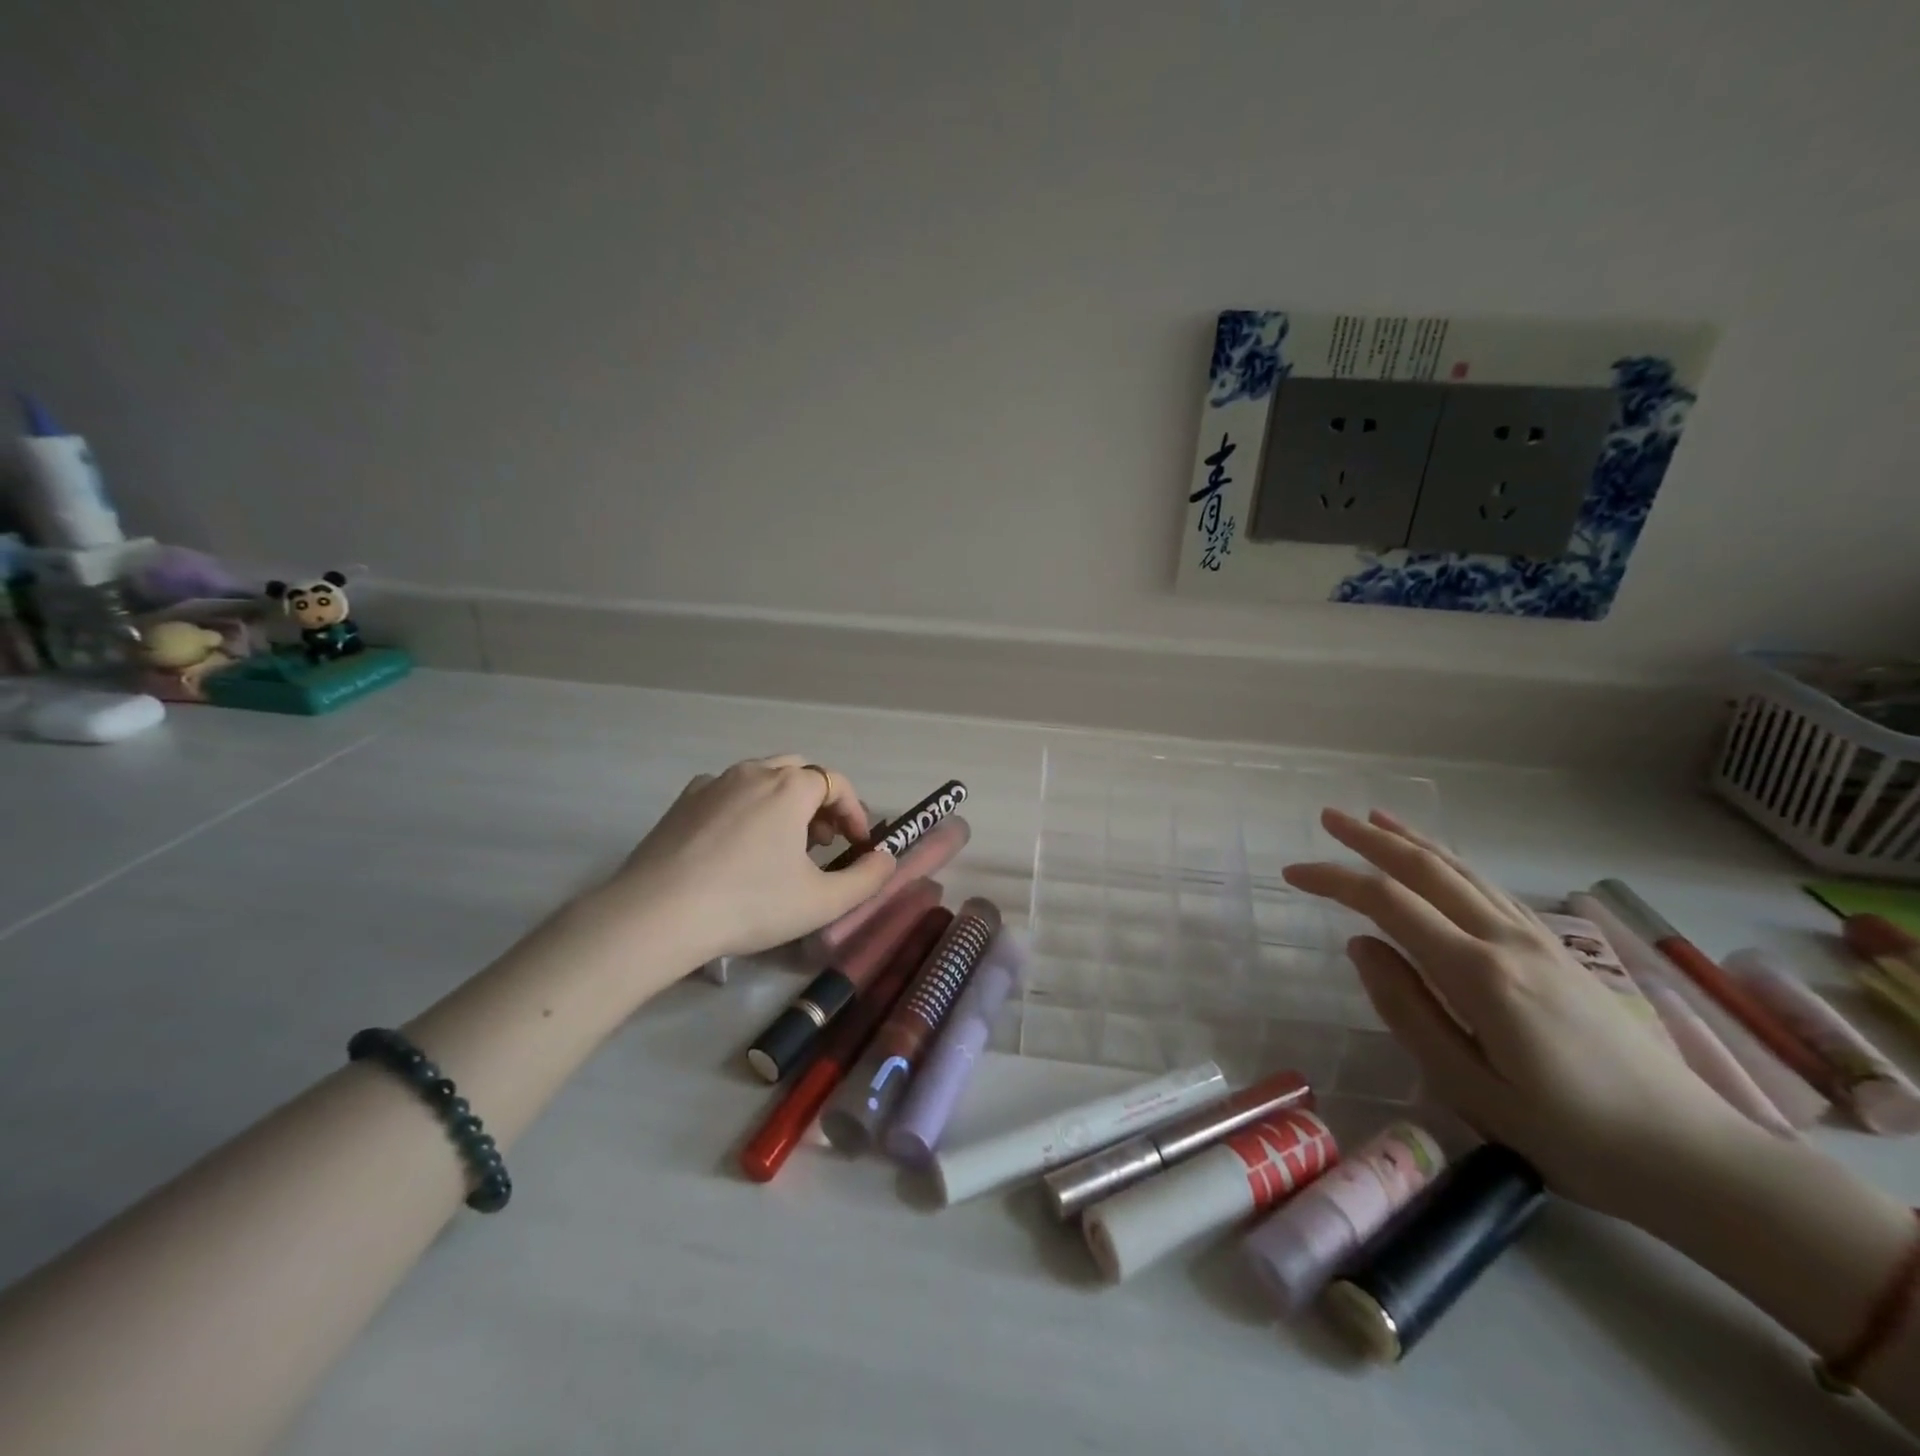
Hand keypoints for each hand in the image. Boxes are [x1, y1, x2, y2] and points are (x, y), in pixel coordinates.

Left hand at [603, 757, 896, 963]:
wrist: (657, 915)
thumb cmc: (749, 904)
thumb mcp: (822, 901)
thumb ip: (866, 878)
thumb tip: (886, 859)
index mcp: (790, 788)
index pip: (836, 783)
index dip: (854, 811)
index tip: (857, 846)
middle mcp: (752, 773)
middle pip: (799, 772)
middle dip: (819, 802)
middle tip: (822, 842)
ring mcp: (713, 784)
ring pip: (761, 778)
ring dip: (783, 803)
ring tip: (782, 845)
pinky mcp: (682, 802)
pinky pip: (727, 791)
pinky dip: (745, 807)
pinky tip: (737, 845)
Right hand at [1283, 809, 1753, 1223]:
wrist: (1698, 1160)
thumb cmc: (1572, 1137)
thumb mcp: (1468, 1087)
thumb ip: (1407, 1009)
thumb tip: (1362, 946)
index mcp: (1478, 973)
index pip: (1389, 903)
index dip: (1335, 880)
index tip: (1292, 874)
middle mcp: (1507, 941)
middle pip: (1428, 870)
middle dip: (1372, 839)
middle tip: (1327, 817)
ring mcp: (1540, 942)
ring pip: (1464, 872)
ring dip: (1413, 841)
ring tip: (1377, 818)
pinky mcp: (1561, 954)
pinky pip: (1493, 891)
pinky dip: (1454, 865)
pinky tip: (1442, 864)